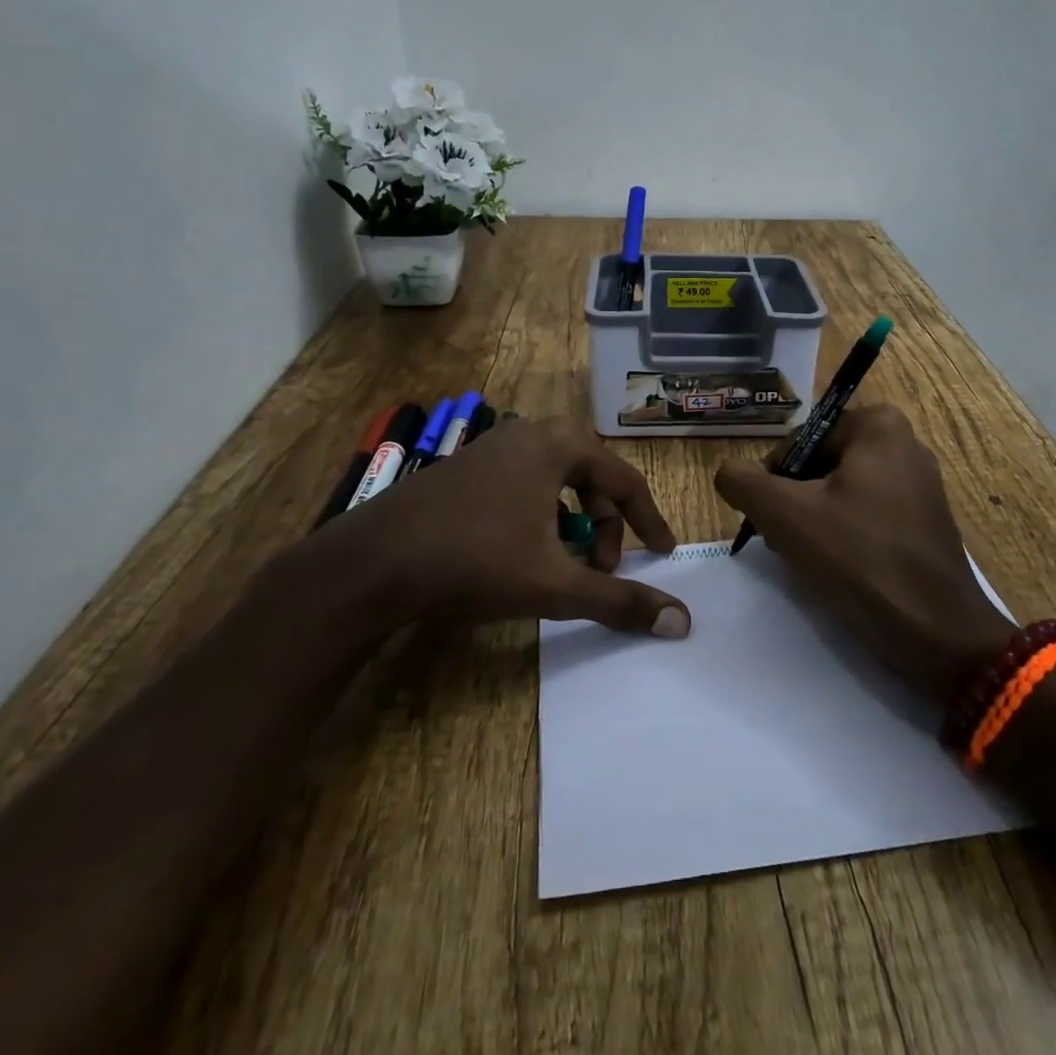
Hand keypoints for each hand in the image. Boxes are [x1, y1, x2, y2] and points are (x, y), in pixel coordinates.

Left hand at [298, 416, 689, 642]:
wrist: (373, 562)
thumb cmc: (476, 560)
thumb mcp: (556, 584)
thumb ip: (621, 601)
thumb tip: (682, 622)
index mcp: (558, 445)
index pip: (625, 480)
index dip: (649, 520)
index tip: (663, 554)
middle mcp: (528, 433)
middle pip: (592, 474)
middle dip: (608, 520)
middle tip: (605, 563)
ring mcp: (492, 447)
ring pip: (556, 478)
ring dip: (574, 518)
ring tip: (567, 561)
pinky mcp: (465, 466)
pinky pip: (524, 482)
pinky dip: (541, 513)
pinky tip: (526, 551)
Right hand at [714, 404, 1011, 703]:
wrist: (937, 635)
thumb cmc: (860, 560)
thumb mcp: (785, 515)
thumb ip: (743, 482)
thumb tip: (727, 472)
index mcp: (878, 426)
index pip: (799, 441)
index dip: (773, 478)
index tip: (769, 519)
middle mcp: (906, 444)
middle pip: (820, 465)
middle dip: (795, 500)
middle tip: (786, 541)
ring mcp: (921, 485)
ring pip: (841, 492)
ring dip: (815, 521)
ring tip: (811, 558)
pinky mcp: (926, 522)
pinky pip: (868, 514)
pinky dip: (845, 535)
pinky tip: (839, 569)